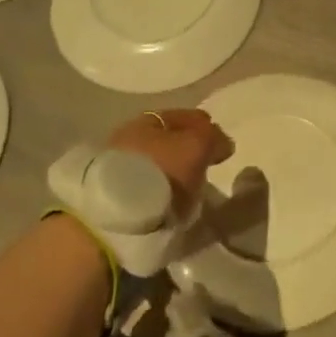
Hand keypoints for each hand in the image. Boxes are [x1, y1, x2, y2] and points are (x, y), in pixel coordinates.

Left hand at [107, 108, 233, 216]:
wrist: (115, 219)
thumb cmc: (160, 172)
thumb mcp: (196, 146)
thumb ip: (213, 138)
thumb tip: (223, 142)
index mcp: (146, 119)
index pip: (183, 116)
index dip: (204, 127)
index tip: (219, 144)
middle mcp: (129, 137)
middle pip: (167, 140)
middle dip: (186, 149)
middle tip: (205, 165)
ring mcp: (117, 168)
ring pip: (156, 164)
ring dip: (172, 172)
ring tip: (189, 189)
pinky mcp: (112, 197)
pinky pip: (146, 186)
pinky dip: (160, 191)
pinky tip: (170, 202)